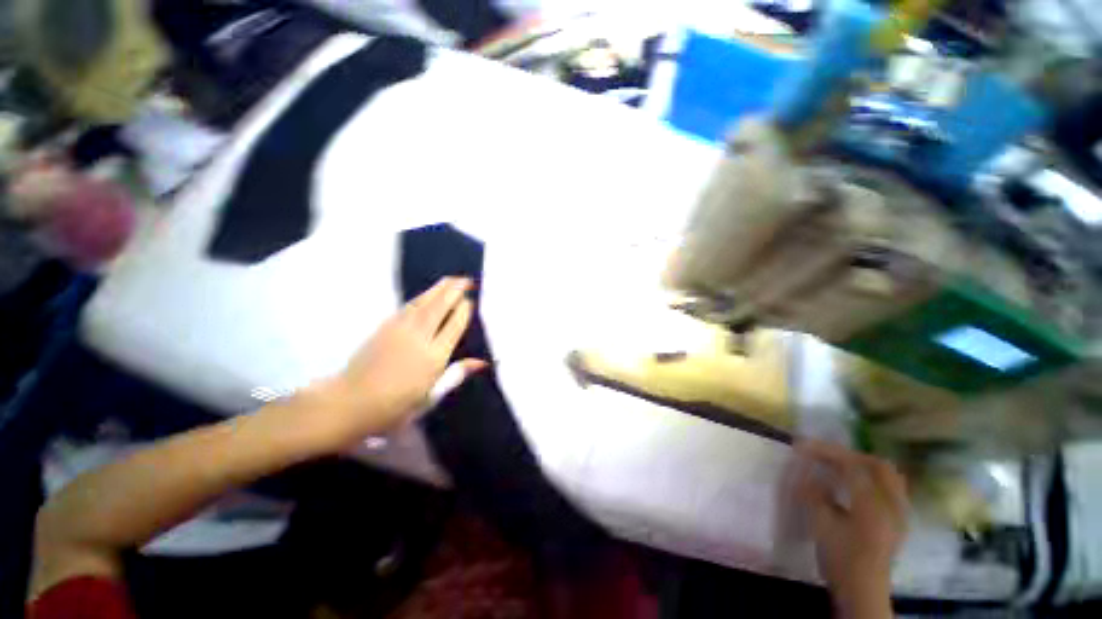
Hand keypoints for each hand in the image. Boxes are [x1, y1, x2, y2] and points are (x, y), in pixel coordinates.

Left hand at [302, 277, 487, 447]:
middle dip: (454, 291)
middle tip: (466, 279)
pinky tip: (427, 294)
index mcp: (435, 356)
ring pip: (424, 303)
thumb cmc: (396, 406)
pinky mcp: (385, 327)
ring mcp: (400, 329)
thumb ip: (456, 375)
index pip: (454, 325)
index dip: (463, 310)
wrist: (350, 403)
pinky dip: (421, 297)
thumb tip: (482, 362)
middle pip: (440, 308)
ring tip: (450, 279)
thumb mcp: (432, 397)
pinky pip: (408, 306)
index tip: (470, 301)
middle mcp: (420, 337)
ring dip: (438, 289)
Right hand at [794, 441, 907, 618]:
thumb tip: (806, 471)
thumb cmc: (840, 559)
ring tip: (839, 466)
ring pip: (888, 476)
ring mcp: (899, 513)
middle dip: (849, 455)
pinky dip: (872, 478)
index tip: (803, 446)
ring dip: (863, 465)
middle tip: (825, 455)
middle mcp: (892, 505)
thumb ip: (814, 493)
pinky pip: (890, 488)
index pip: (852, 466)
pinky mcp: (898, 521)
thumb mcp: (821, 525)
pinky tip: (855, 486)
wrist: (863, 593)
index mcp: (873, 505)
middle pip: (878, 465)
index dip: (826, 452)